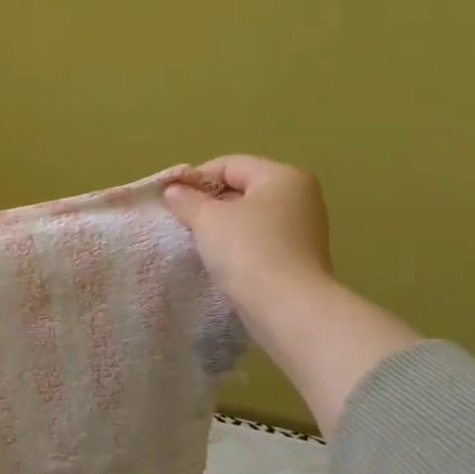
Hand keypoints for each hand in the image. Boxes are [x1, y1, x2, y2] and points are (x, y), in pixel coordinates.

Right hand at [163, 156, 333, 329]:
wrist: (288, 308)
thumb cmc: (248, 251)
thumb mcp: (208, 219)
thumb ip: (187, 200)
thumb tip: (174, 190)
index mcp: (283, 177)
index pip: (230, 165)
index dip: (196, 179)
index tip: (171, 199)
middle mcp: (300, 197)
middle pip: (242, 189)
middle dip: (209, 202)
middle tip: (181, 220)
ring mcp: (303, 229)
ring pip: (250, 217)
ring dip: (222, 226)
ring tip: (197, 241)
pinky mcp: (299, 258)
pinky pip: (260, 240)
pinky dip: (238, 245)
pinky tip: (220, 260)